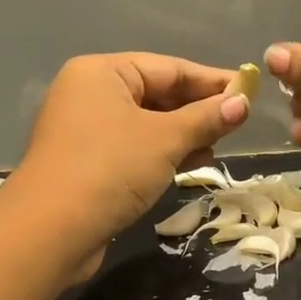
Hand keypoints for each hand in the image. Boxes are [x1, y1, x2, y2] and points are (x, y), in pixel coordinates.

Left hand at [10, 53, 249, 278]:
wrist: (50, 232)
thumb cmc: (110, 170)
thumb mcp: (166, 140)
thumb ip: (206, 118)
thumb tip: (243, 102)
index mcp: (102, 72)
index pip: (169, 67)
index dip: (212, 80)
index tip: (249, 91)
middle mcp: (90, 94)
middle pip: (157, 93)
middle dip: (198, 110)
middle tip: (238, 122)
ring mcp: (86, 130)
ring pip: (147, 124)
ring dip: (184, 134)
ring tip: (217, 147)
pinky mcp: (88, 163)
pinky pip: (135, 147)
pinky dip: (163, 153)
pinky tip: (191, 164)